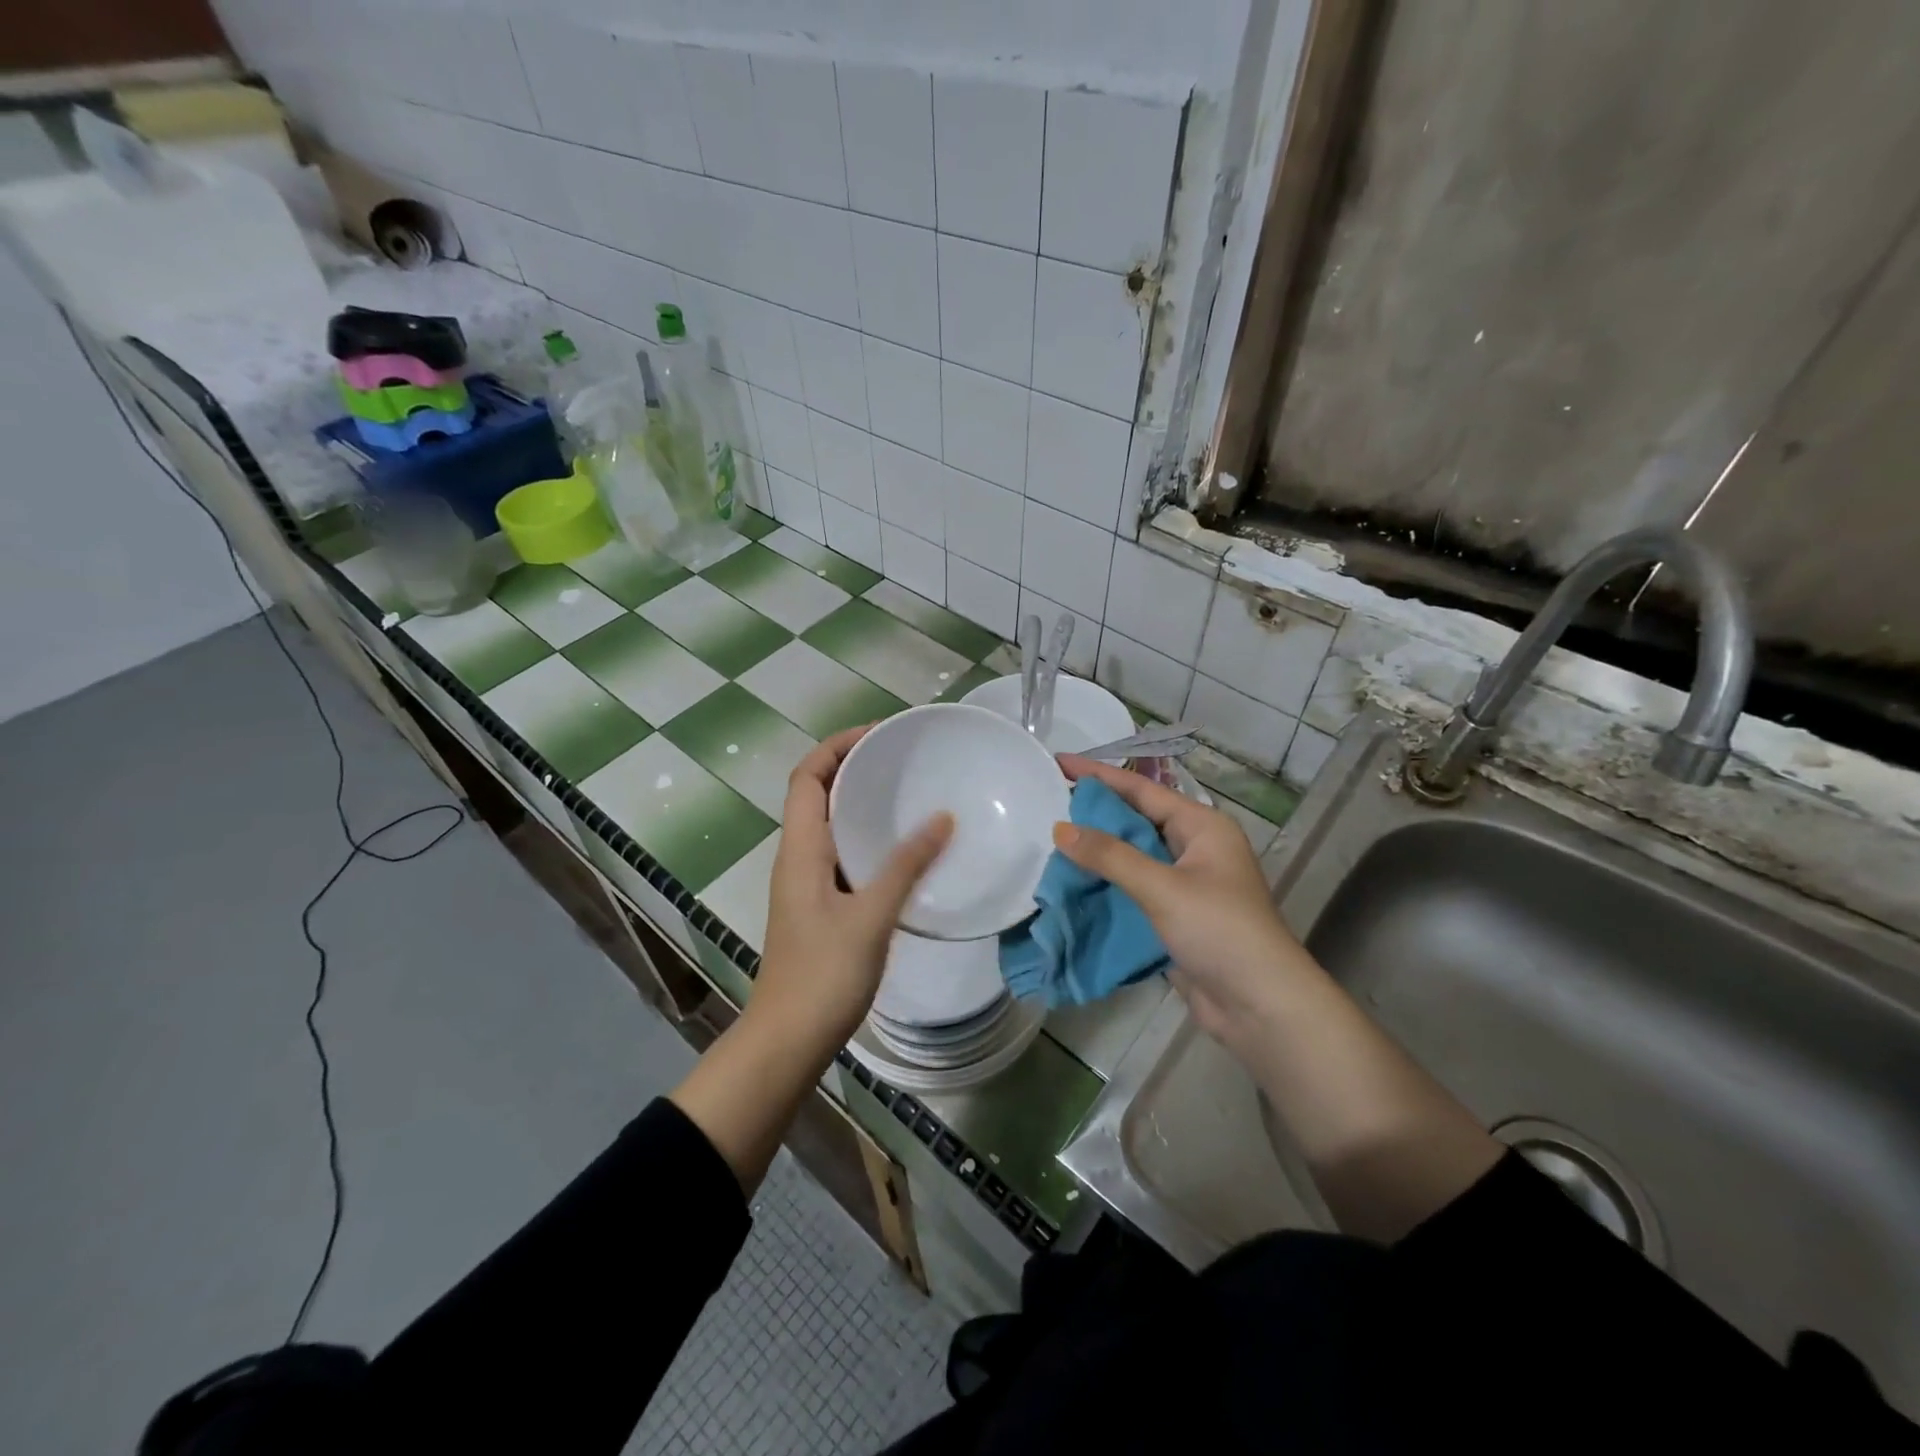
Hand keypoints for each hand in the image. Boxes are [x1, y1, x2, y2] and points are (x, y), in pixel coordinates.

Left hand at [754, 726, 952, 1049]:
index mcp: (800, 849)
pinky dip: (870, 840)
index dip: (837, 746)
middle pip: (819, 794)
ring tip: (911, 794)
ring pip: (833, 827)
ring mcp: (807, 885)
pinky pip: (844, 857)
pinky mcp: (821, 909)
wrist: (788, 1042)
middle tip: (905, 760)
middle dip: (855, 768)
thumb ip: (906, 865)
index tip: (880, 734)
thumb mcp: (870, 916)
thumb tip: (942, 818)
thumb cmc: (823, 975)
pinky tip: (905, 852)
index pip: (807, 776)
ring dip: (863, 804)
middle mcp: (798, 858)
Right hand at [1053, 756, 1320, 1057]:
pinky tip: (1073, 884)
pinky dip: (1106, 885)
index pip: (1142, 790)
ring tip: (1051, 840)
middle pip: (1136, 820)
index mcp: (1202, 827)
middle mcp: (1194, 849)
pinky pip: (1133, 889)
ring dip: (1097, 852)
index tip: (1058, 762)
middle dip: (1095, 813)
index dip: (1099, 775)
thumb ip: (1110, 856)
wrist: (1260, 1007)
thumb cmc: (1219, 931)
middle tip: (1048, 802)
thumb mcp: (1162, 887)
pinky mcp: (1175, 917)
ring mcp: (1186, 884)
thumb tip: (1061, 829)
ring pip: (1133, 857)